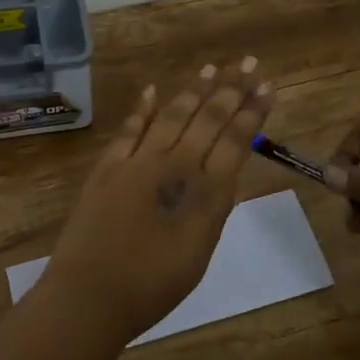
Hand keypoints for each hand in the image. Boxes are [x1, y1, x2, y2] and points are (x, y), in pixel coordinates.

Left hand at [42, 59, 273, 343]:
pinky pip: (129, 129)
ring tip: (212, 68)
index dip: (253, 112)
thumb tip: (221, 176)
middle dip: (232, 89)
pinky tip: (152, 90)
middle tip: (249, 64)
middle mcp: (176, 166)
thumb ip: (212, 209)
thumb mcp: (200, 251)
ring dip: (194, 90)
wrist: (92, 295)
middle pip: (209, 119)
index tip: (267, 88)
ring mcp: (138, 162)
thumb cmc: (154, 287)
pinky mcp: (108, 167)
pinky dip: (142, 109)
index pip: (236, 141)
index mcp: (206, 192)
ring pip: (172, 115)